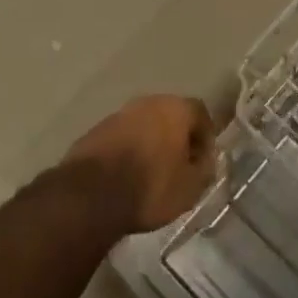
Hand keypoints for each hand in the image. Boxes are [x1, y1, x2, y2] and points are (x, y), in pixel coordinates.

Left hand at [63, 94, 216, 234]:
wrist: (91, 195)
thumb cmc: (151, 187)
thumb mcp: (190, 188)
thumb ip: (205, 169)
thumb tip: (206, 160)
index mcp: (176, 108)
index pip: (200, 112)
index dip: (205, 136)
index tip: (203, 161)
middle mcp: (148, 102)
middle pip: (170, 115)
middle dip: (177, 137)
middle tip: (179, 165)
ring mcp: (120, 114)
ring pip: (144, 124)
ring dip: (151, 143)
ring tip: (152, 173)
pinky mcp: (96, 130)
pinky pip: (122, 137)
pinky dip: (129, 150)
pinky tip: (127, 175)